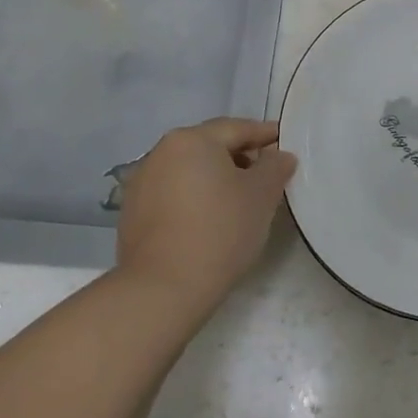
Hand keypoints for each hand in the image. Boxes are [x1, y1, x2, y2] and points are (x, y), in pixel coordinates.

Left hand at [114, 118, 297, 320]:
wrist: (163, 289)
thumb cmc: (220, 230)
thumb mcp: (262, 194)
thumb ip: (275, 167)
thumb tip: (279, 156)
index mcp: (191, 140)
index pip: (237, 128)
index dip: (265, 134)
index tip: (285, 142)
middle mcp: (160, 153)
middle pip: (210, 147)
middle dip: (241, 157)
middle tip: (267, 174)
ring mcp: (141, 184)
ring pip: (190, 171)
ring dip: (217, 178)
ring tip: (241, 200)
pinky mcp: (132, 214)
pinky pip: (174, 194)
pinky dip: (196, 198)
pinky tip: (211, 219)